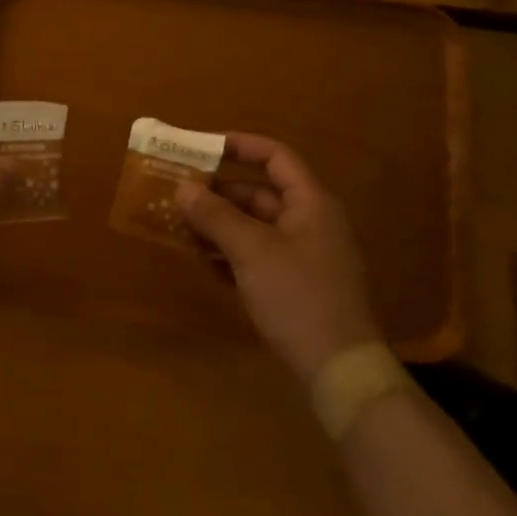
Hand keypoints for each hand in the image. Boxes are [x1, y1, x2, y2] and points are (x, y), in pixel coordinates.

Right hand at [177, 134, 380, 379]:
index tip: (201, 147)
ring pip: (254, 226)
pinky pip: (256, 254)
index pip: (276, 157)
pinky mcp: (294, 284)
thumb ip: (215, 215)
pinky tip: (201, 260)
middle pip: (259, 193)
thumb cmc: (297, 296)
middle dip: (217, 193)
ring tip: (179, 226)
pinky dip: (228, 251)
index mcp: (310, 204)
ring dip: (218, 224)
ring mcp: (303, 255)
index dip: (240, 145)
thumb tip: (182, 187)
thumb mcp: (251, 250)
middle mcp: (309, 222)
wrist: (339, 369)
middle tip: (177, 194)